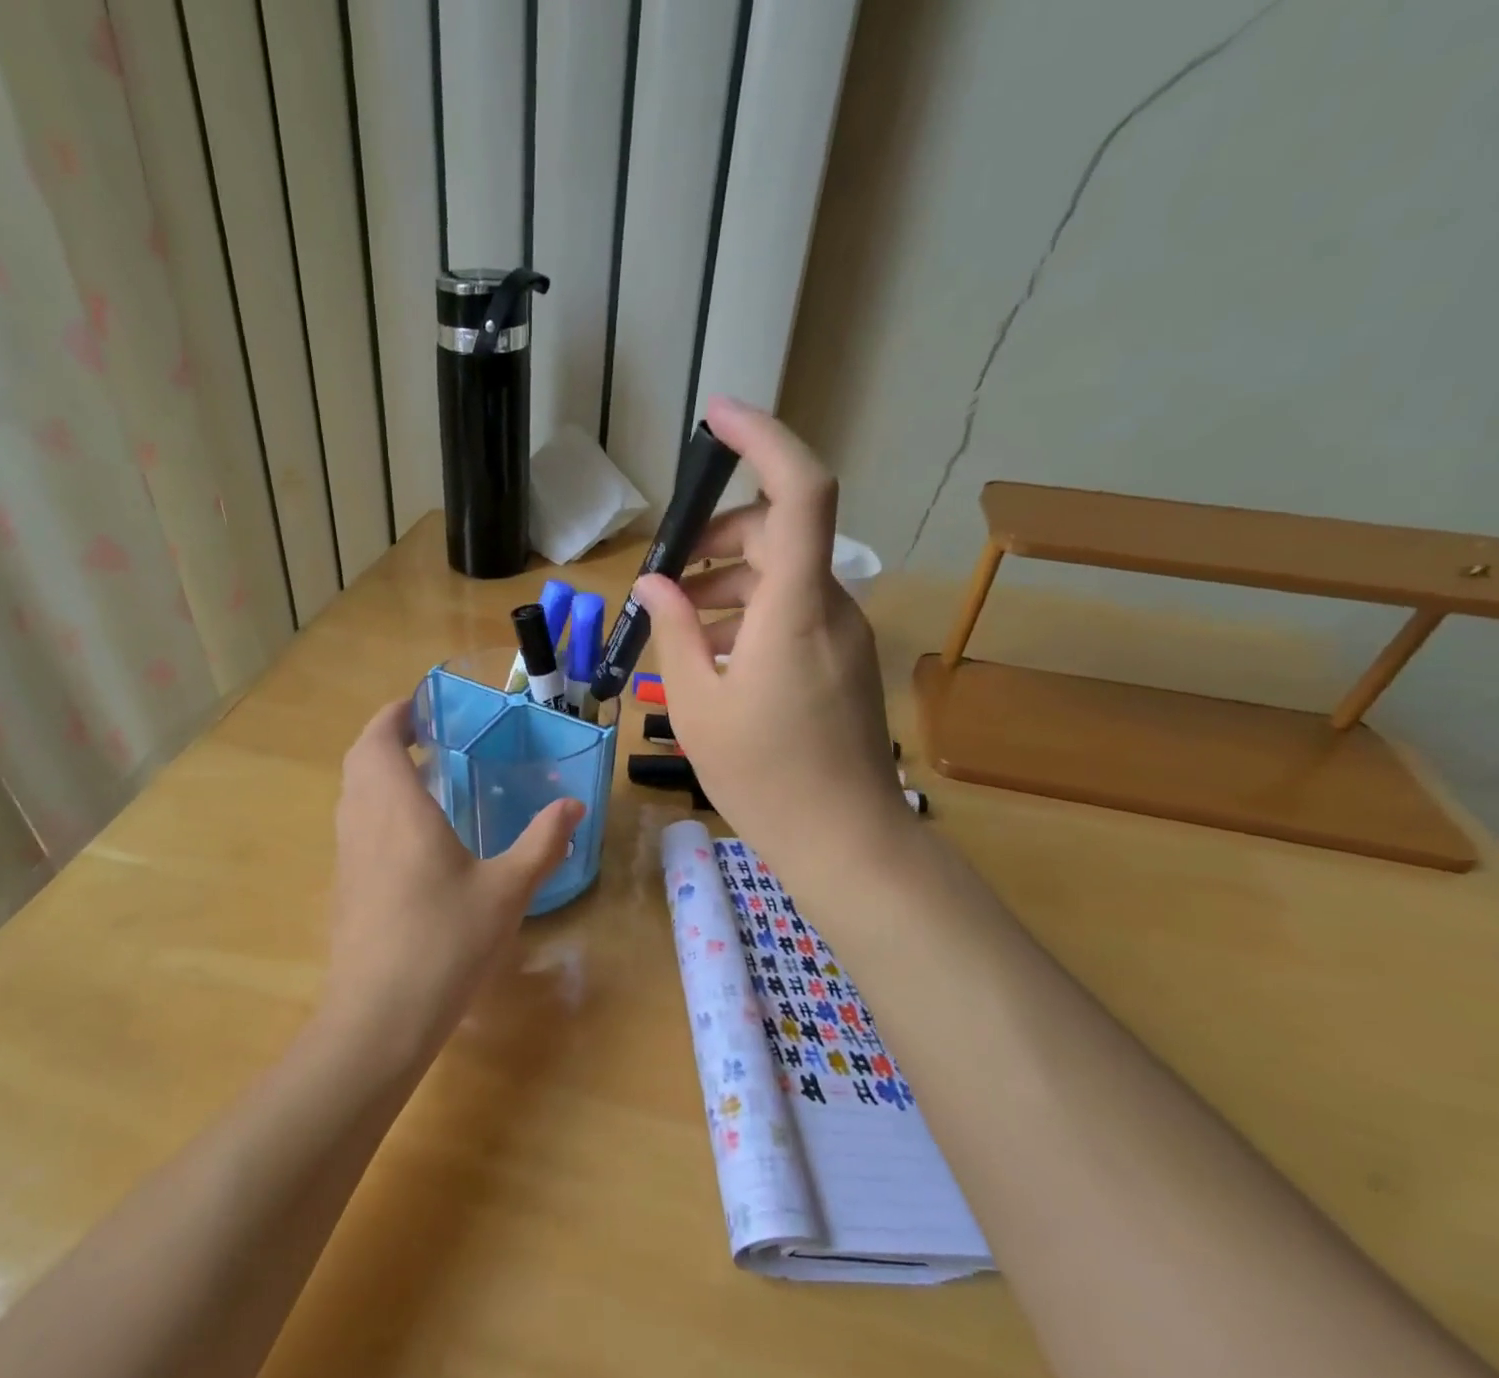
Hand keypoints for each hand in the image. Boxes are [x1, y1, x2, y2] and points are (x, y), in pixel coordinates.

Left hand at [321, 700, 583, 1069]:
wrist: (378, 1018)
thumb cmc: (445, 943)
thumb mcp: (507, 891)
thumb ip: (542, 843)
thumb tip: (573, 806)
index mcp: (397, 809)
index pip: (379, 740)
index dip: (394, 714)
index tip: (420, 704)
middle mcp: (362, 822)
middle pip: (360, 761)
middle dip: (387, 738)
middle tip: (427, 736)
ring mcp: (347, 856)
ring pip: (352, 794)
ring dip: (378, 772)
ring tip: (423, 777)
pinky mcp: (344, 887)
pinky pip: (354, 825)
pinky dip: (375, 807)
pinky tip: (412, 837)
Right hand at [631, 397, 904, 874]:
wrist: (843, 838)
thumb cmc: (763, 775)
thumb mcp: (697, 703)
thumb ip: (674, 632)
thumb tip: (655, 584)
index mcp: (795, 609)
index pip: (799, 491)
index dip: (763, 440)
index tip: (717, 418)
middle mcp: (830, 606)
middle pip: (781, 531)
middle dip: (720, 534)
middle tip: (668, 571)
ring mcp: (844, 633)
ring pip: (786, 573)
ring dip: (730, 580)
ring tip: (681, 621)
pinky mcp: (844, 659)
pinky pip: (796, 610)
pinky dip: (752, 612)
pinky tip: (716, 654)